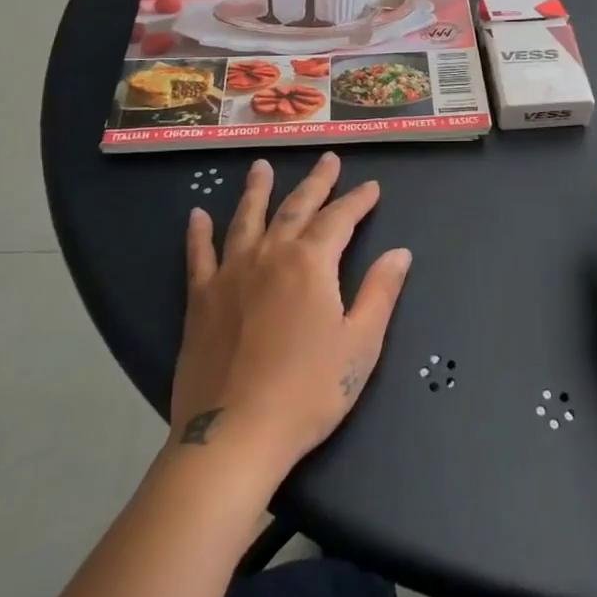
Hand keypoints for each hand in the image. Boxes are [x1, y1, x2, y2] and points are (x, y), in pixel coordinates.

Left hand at [171, 154, 411, 477]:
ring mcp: (231, 273)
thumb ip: (381, 292)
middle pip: (296, 207)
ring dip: (257, 190)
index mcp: (311, 263)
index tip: (372, 187)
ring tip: (261, 166)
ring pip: (247, 219)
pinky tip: (196, 215)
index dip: (358, 200)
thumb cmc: (307, 392)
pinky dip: (198, 233)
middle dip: (316, 182)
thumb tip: (400, 252)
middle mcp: (271, 254)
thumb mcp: (360, 345)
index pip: (340, 218)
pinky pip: (199, 255)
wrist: (235, 437)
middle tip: (328, 159)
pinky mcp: (201, 299)